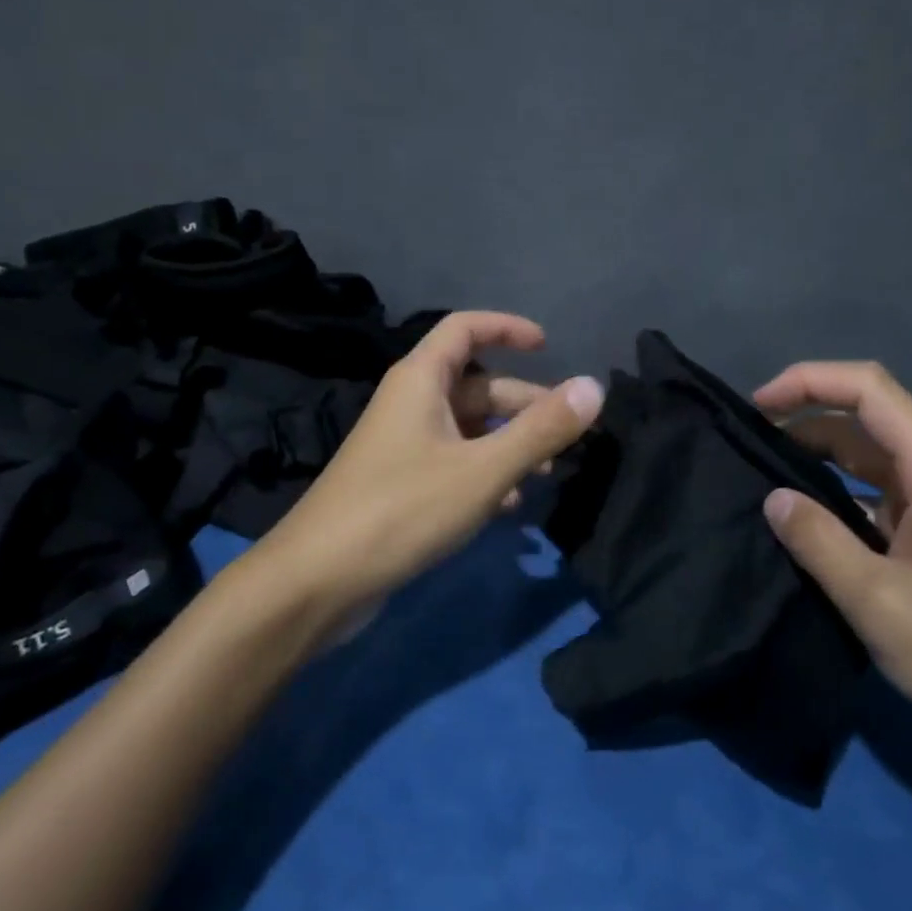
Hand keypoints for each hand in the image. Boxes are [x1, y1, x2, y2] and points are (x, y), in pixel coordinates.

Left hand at [261, 312, 603, 610]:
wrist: (317, 581)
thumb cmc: (401, 509)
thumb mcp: (482, 469)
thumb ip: (540, 429)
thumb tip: (594, 387)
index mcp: (420, 380)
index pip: (464, 328)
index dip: (507, 328)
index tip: (547, 347)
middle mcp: (410, 404)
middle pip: (476, 385)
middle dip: (523, 404)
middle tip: (567, 433)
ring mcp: (404, 446)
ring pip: (468, 429)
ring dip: (509, 443)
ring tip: (547, 473)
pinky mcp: (401, 485)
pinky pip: (454, 463)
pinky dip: (485, 473)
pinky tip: (509, 505)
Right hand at [753, 361, 911, 792]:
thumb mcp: (880, 602)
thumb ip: (818, 541)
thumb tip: (773, 498)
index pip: (868, 388)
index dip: (808, 381)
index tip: (757, 407)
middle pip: (865, 418)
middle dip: (804, 421)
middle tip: (747, 450)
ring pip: (869, 459)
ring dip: (818, 461)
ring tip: (763, 483)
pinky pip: (878, 497)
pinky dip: (837, 498)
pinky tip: (806, 526)